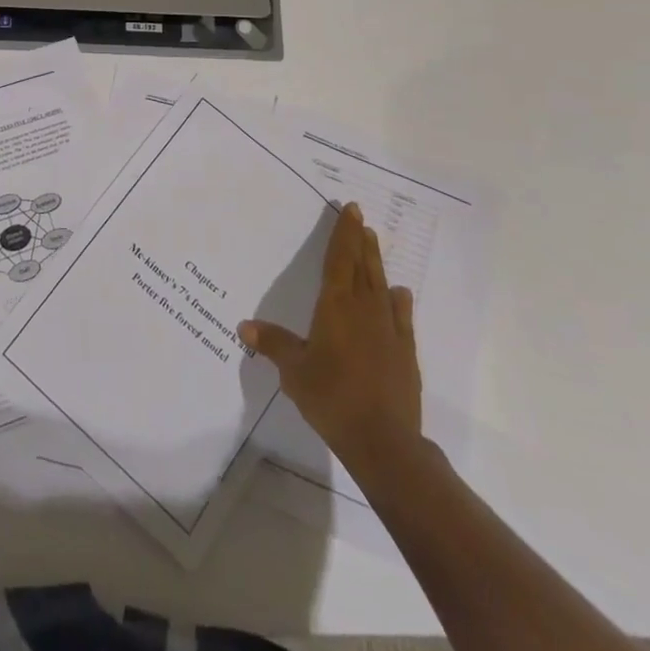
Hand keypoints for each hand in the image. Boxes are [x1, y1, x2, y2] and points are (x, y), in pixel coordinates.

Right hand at [239, 202, 422, 470]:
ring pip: (381, 286)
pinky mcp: (405, 352)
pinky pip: (402, 317)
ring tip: (374, 243)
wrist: (383, 441)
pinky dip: (399, 302)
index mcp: (335, 306)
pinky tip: (400, 293)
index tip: (352, 209)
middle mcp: (363, 308)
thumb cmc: (331, 397)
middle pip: (362, 266)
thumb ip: (273, 344)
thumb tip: (244, 326)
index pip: (339, 259)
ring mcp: (388, 329)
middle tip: (361, 219)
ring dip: (376, 263)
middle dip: (360, 241)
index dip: (344, 233)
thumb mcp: (293, 371)